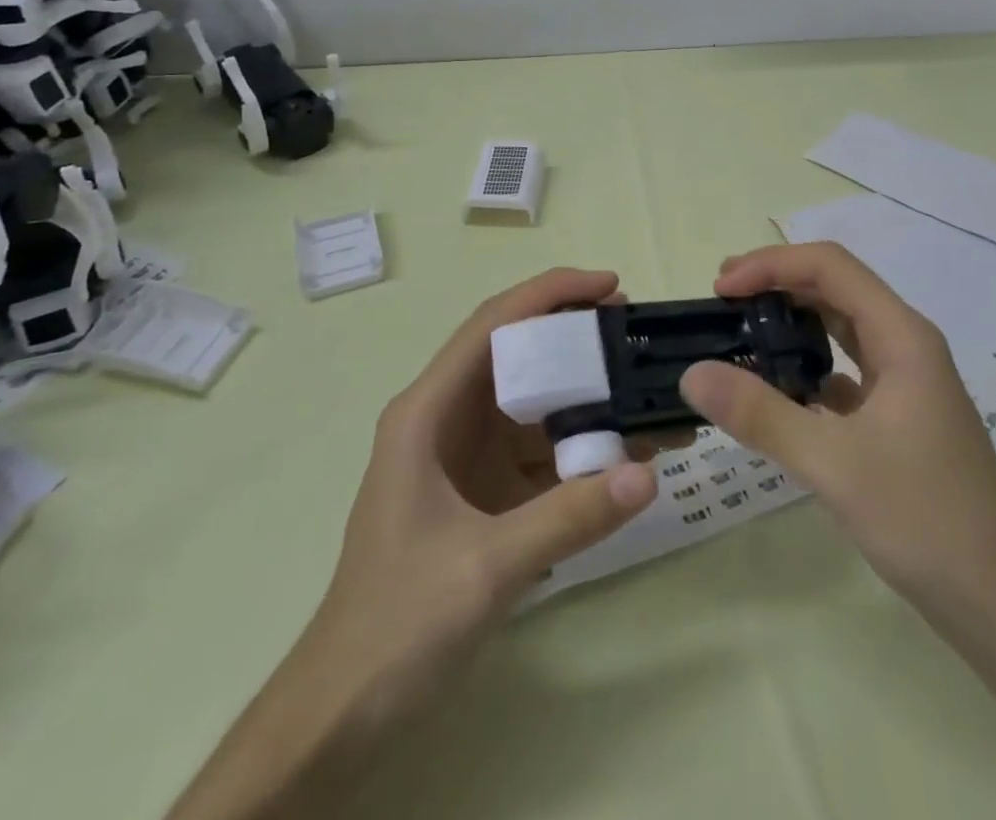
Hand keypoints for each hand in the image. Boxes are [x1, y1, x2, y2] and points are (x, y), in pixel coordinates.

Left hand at [309, 268, 657, 718]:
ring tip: (645, 390)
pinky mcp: (481, 491)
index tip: (611, 285)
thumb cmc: (398, 622)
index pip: (493, 325)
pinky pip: (538, 450)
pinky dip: (580, 446)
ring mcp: (464, 455)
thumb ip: (569, 518)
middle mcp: (445, 418)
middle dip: (576, 337)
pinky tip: (625, 454)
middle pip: (517, 354)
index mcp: (427, 412)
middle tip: (637, 332)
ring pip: (532, 402)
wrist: (347, 710)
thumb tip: (648, 474)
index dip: (551, 293)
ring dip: (586, 395)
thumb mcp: (487, 567)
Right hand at [681, 243, 995, 622]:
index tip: (722, 288)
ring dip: (792, 323)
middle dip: (777, 285)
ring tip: (743, 335)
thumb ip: (760, 414)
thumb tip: (693, 373)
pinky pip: (846, 370)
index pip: (831, 267)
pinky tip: (779, 391)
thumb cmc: (924, 520)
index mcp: (902, 336)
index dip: (772, 265)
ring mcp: (906, 382)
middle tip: (722, 302)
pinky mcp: (899, 416)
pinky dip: (808, 366)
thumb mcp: (833, 464)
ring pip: (841, 328)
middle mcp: (907, 346)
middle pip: (836, 289)